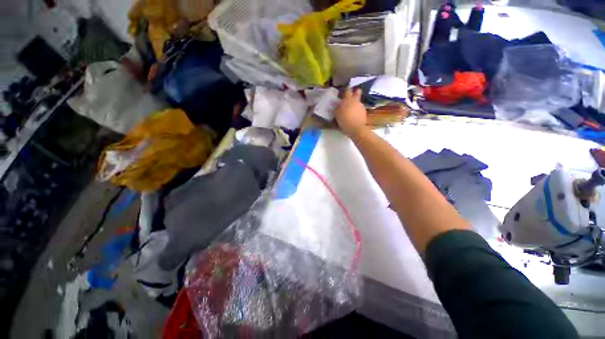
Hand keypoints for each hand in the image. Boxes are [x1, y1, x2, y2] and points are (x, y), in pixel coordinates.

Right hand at [336, 88, 367, 137]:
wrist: (355, 128)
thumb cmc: (344, 120)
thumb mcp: (337, 114)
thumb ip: (338, 108)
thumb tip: (339, 105)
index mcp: (348, 100)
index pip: (348, 90)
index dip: (347, 89)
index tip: (346, 88)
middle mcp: (356, 101)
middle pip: (357, 92)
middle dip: (356, 91)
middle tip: (353, 93)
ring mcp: (361, 106)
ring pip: (358, 101)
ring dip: (356, 103)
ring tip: (352, 109)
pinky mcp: (364, 112)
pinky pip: (360, 109)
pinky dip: (357, 110)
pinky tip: (354, 115)